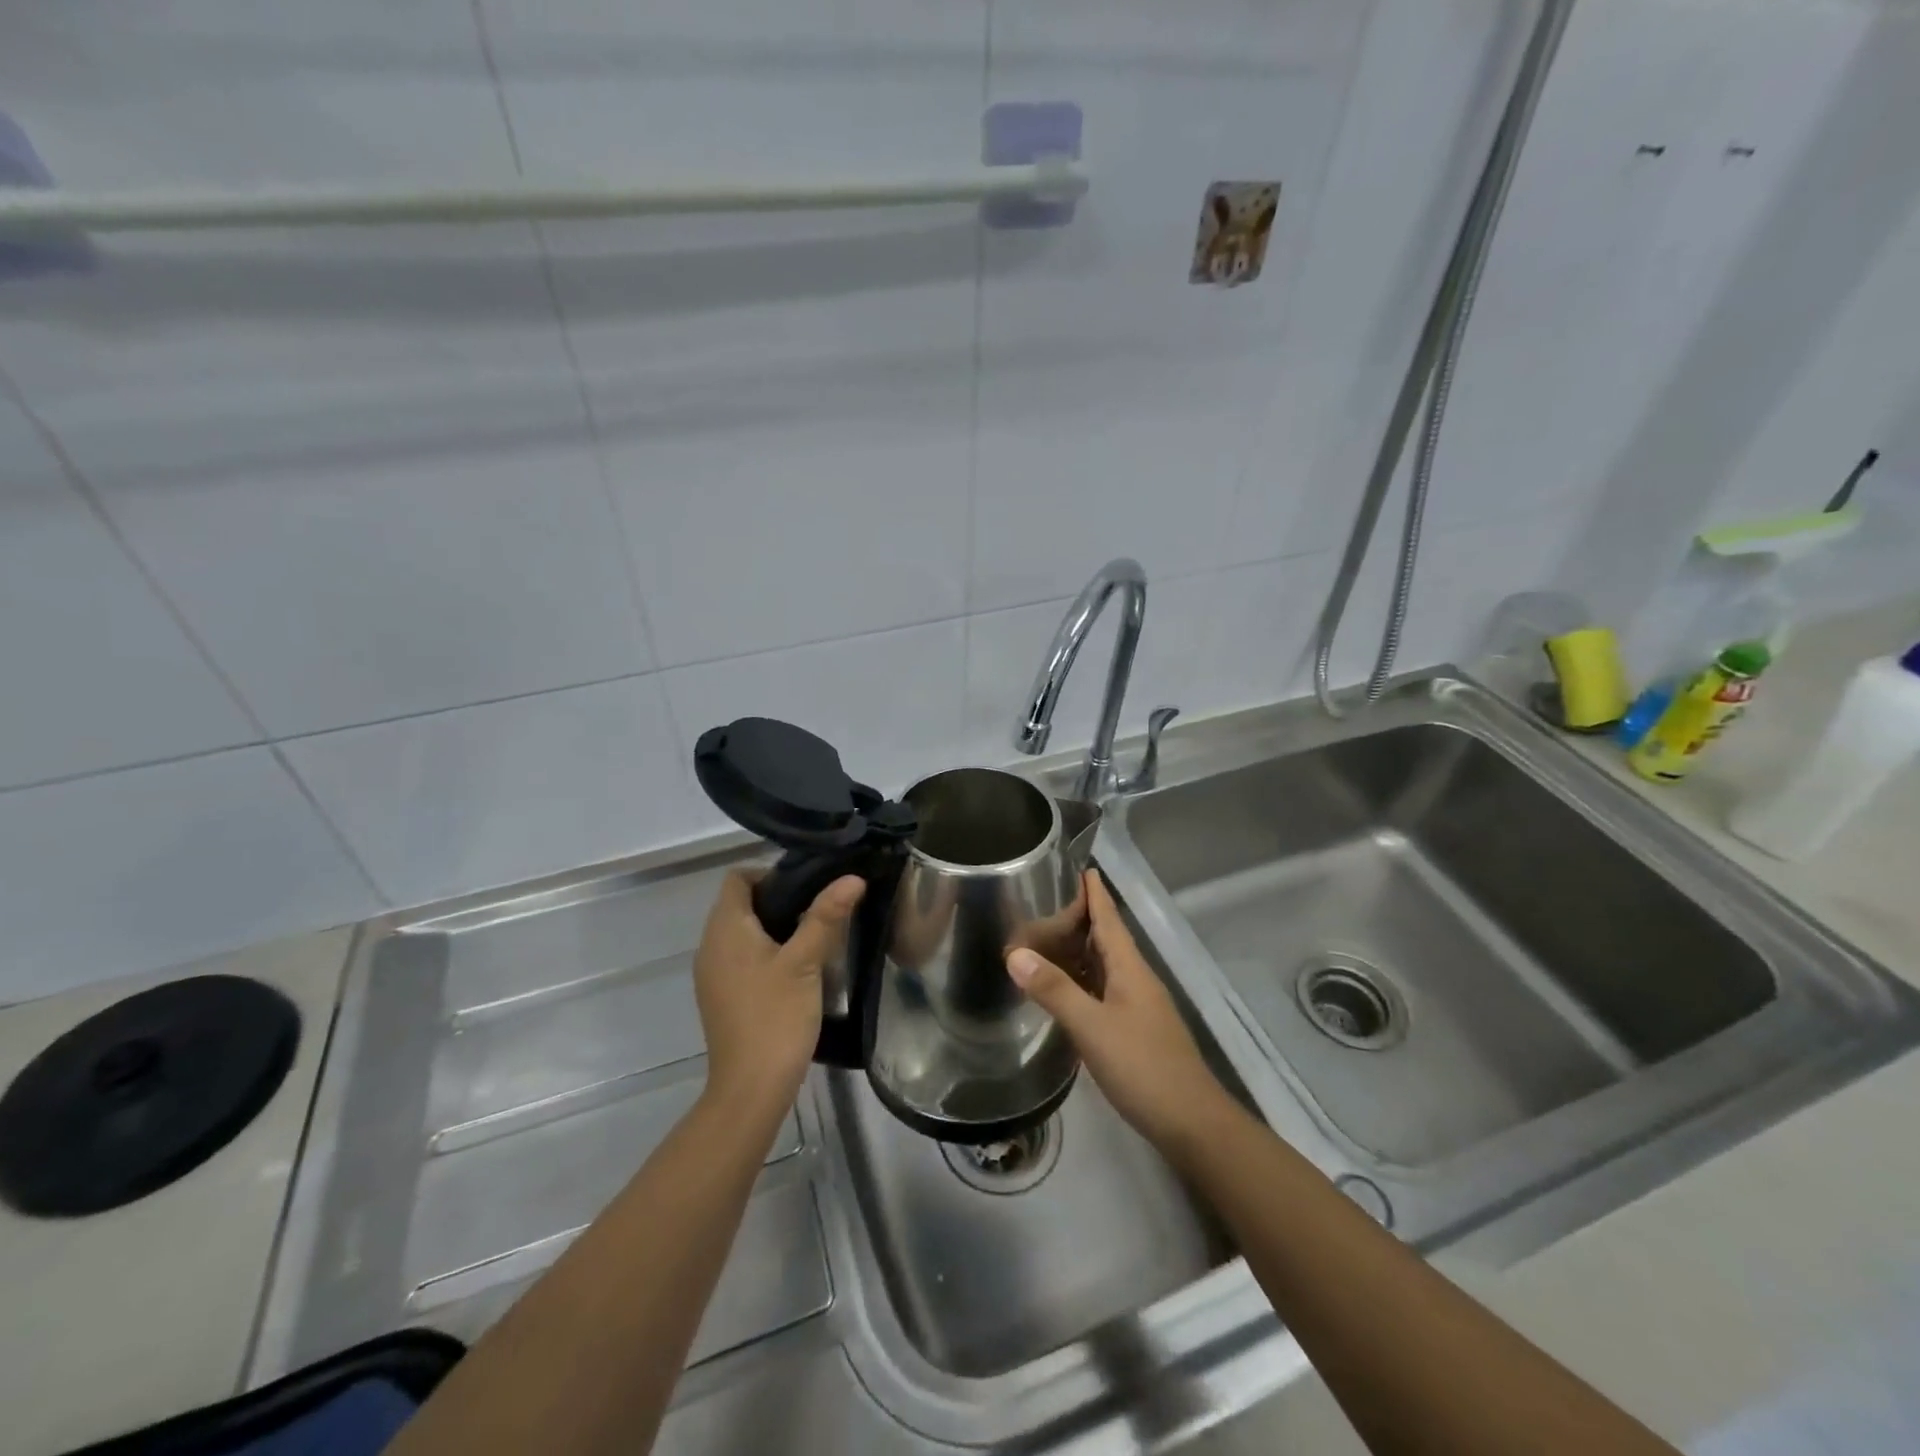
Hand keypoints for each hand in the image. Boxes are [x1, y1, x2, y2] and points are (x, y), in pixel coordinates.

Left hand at [693, 869, 863, 1114]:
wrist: (750, 1089)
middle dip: (779, 899)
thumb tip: (852, 877)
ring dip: (774, 927)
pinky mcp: (722, 995)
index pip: (738, 878)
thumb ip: (826, 915)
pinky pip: (742, 957)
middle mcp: (710, 945)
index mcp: (725, 928)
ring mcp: (713, 973)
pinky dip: (765, 951)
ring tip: (814, 935)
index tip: (808, 886)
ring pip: (743, 931)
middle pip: (741, 903)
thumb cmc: (776, 1017)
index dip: (771, 873)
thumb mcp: (806, 962)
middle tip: (820, 908)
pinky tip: (796, 968)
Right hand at [1007, 869, 1230, 1151]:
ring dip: (1079, 951)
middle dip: (1080, 918)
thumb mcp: (1092, 1026)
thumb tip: (1015, 953)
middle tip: (1042, 904)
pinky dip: (1082, 982)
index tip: (1079, 867)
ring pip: (1104, 967)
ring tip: (1045, 940)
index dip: (1095, 893)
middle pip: (1106, 939)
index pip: (1109, 918)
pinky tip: (1064, 991)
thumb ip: (1054, 989)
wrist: (1191, 1123)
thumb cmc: (1143, 1066)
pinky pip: (1103, 991)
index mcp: (1130, 968)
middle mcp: (1136, 980)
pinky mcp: (1136, 1031)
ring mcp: (1138, 1006)